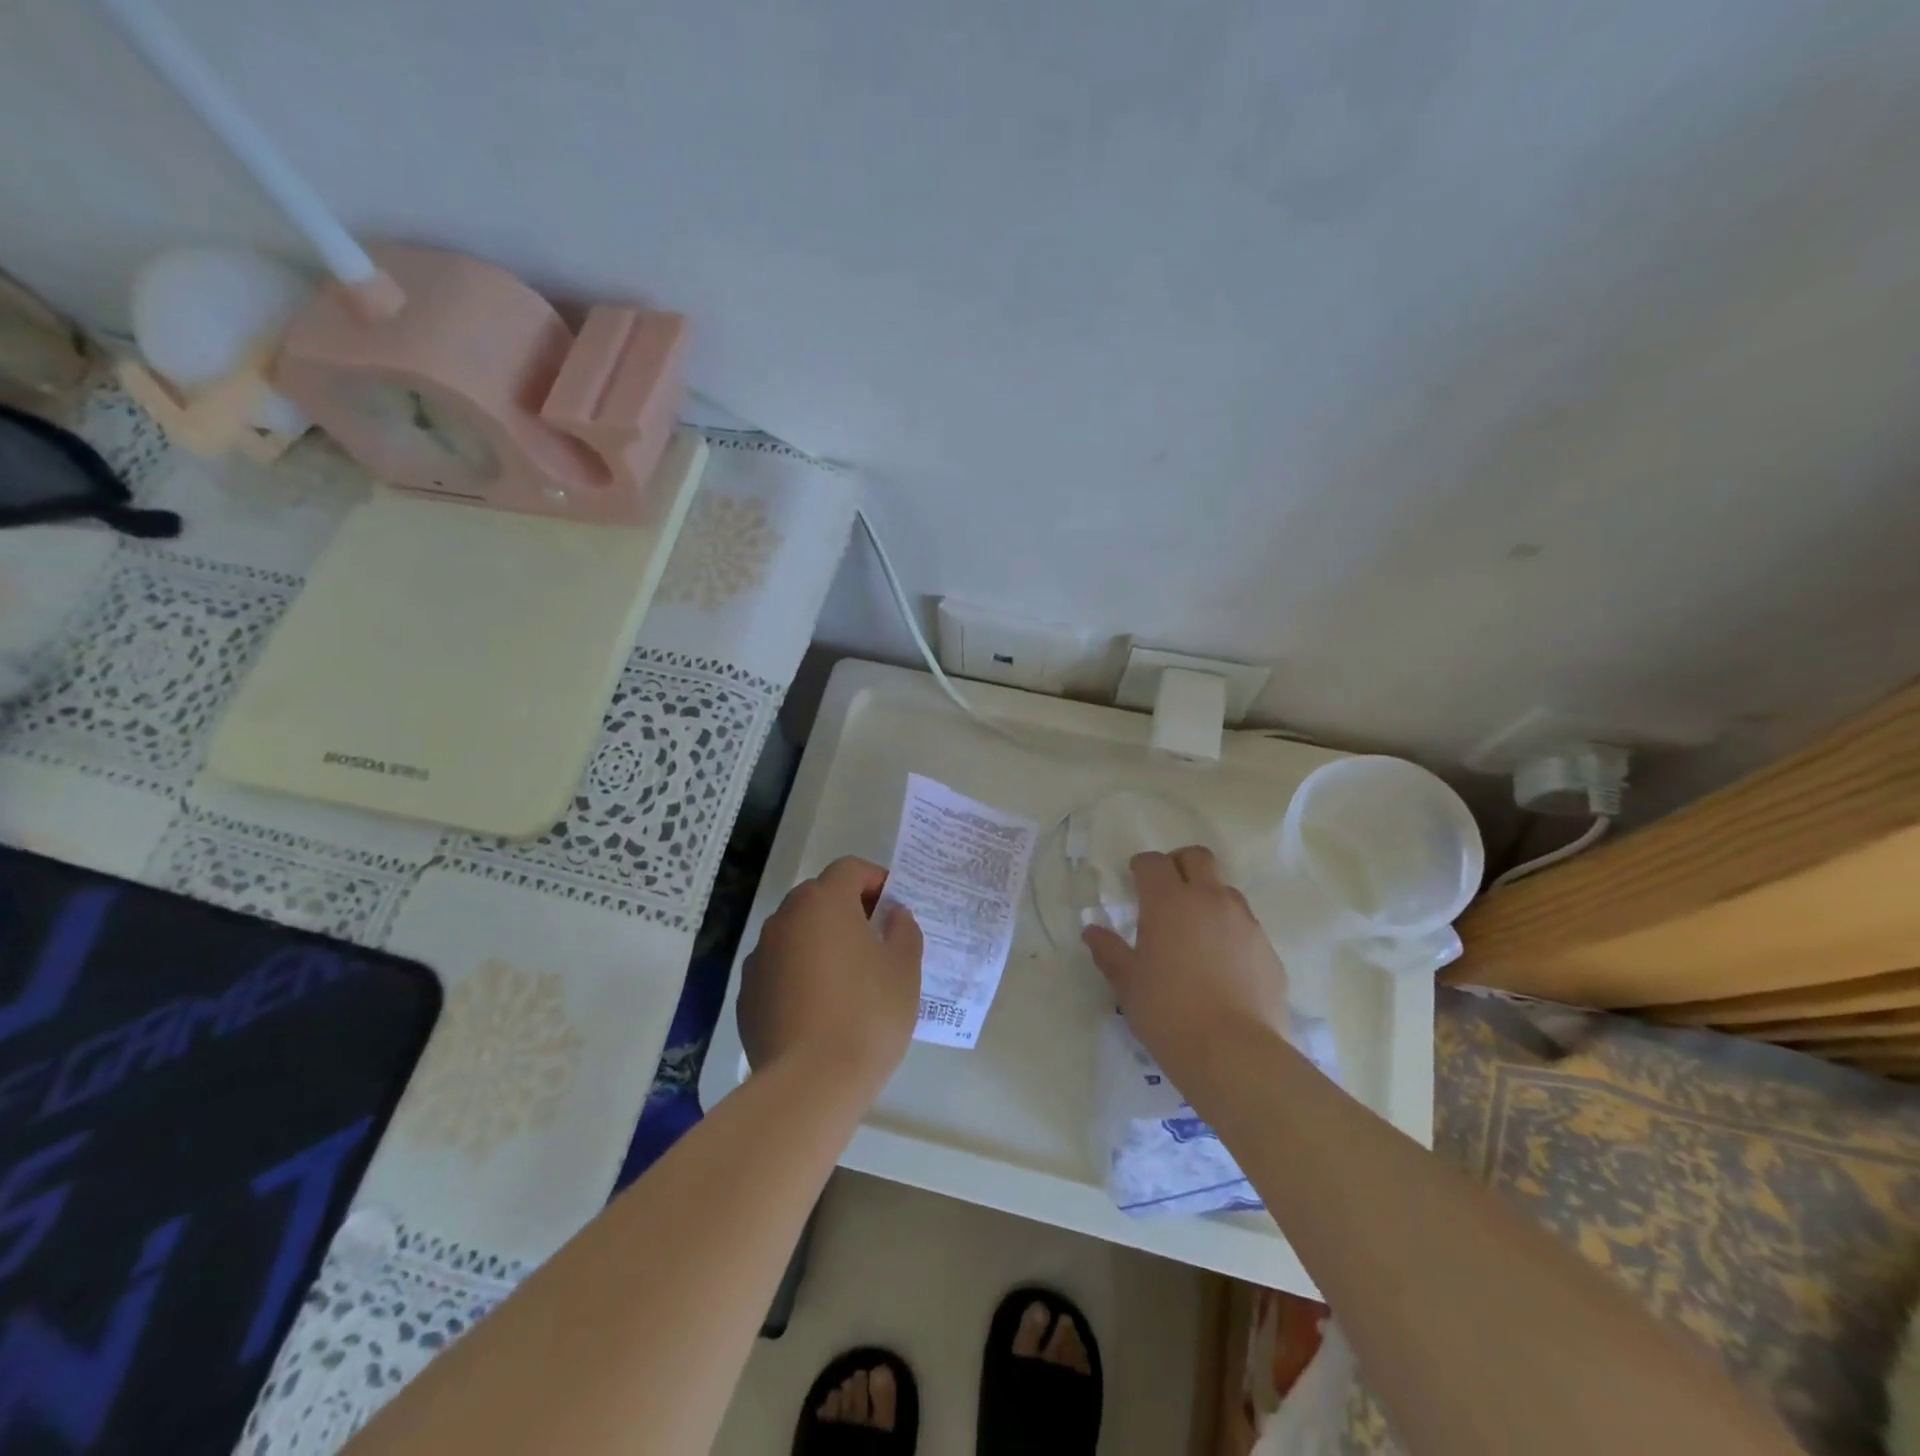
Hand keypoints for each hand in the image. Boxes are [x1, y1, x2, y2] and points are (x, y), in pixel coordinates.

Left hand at [738, 856, 923, 1090]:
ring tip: (848, 980)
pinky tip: (819, 1010)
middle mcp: (785, 918)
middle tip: (876, 943)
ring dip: (821, 942)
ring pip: (797, 933)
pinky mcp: (747, 993)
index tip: (894, 910)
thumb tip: (893, 917)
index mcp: (824, 902)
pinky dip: (800, 974)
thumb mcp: (904, 969)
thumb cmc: (867, 1015)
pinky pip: (780, 968)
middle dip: (848, 911)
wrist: (809, 1084)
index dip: (876, 881)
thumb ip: (903, 931)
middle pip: (819, 898)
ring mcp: (760, 956)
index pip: (850, 869)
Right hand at [1082, 846, 1289, 1087]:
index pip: (1154, 863)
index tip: (1134, 879)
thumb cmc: (1168, 1012)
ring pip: (1225, 890)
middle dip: (1179, 864)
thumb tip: (1092, 931)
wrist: (1234, 1053)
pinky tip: (1220, 964)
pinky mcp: (1268, 949)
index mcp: (1169, 902)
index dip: (1142, 866)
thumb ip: (1109, 951)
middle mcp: (1210, 900)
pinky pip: (1245, 925)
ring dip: (1207, 896)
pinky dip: (1229, 930)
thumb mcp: (1127, 984)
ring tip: (1195, 930)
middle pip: (1198, 857)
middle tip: (1166, 889)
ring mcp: (1245, 922)